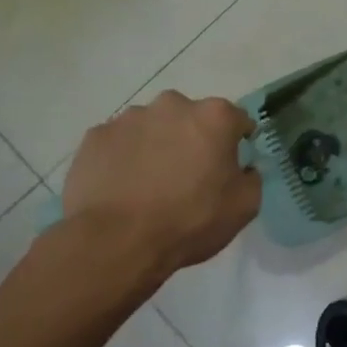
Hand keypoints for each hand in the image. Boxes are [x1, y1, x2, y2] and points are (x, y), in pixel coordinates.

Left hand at [63, 91, 260, 276]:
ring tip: (151, 184)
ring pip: (153, 127)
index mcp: (214, 117)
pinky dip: (125, 157)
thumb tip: (243, 168)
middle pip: (191, 118)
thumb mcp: (245, 206)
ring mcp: (128, 118)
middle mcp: (172, 105)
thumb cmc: (191, 220)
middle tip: (190, 174)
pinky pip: (119, 143)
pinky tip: (124, 187)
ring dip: (158, 145)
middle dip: (194, 138)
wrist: (117, 241)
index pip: (238, 120)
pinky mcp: (95, 137)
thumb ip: (251, 177)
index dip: (238, 142)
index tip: (232, 165)